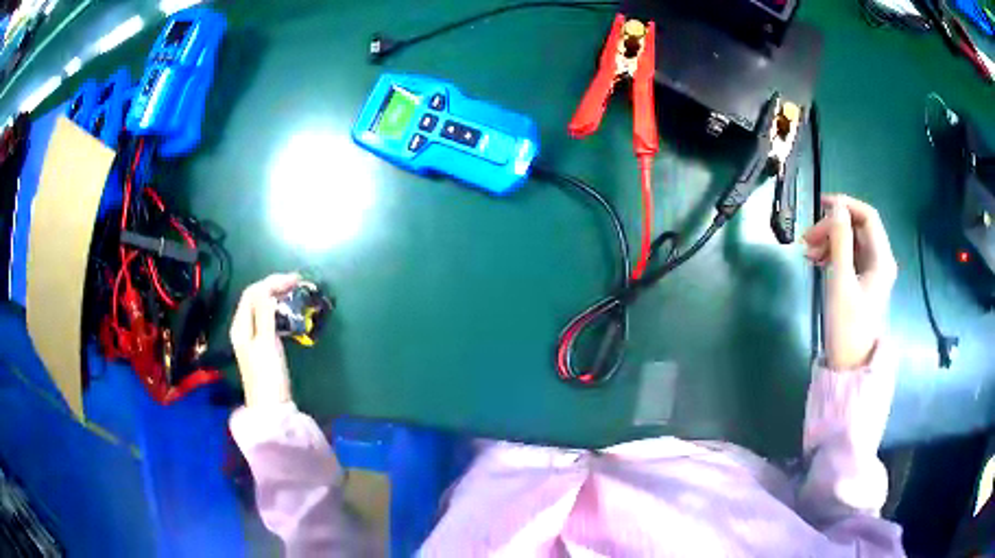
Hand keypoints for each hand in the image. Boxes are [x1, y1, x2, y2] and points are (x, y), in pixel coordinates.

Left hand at [230, 273, 300, 407]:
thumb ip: (265, 314)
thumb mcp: (266, 342)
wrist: (270, 408)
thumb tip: (268, 289)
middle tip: (298, 283)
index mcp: (240, 325)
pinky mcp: (261, 345)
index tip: (295, 280)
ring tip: (295, 293)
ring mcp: (252, 337)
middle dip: (275, 286)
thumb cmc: (268, 375)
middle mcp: (243, 327)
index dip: (272, 282)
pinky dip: (278, 310)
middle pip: (255, 298)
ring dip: (277, 297)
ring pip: (261, 307)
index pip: (253, 292)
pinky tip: (289, 312)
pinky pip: (267, 319)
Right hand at [803, 195, 897, 369]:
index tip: (820, 206)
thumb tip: (836, 207)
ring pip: (851, 242)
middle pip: (857, 228)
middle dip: (832, 227)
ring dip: (829, 241)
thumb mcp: (840, 280)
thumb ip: (839, 241)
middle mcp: (880, 260)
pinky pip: (848, 257)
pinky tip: (816, 262)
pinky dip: (832, 254)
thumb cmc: (847, 324)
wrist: (849, 364)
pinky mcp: (862, 282)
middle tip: (807, 239)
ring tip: (807, 253)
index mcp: (881, 258)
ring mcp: (871, 272)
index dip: (845, 205)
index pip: (867, 216)